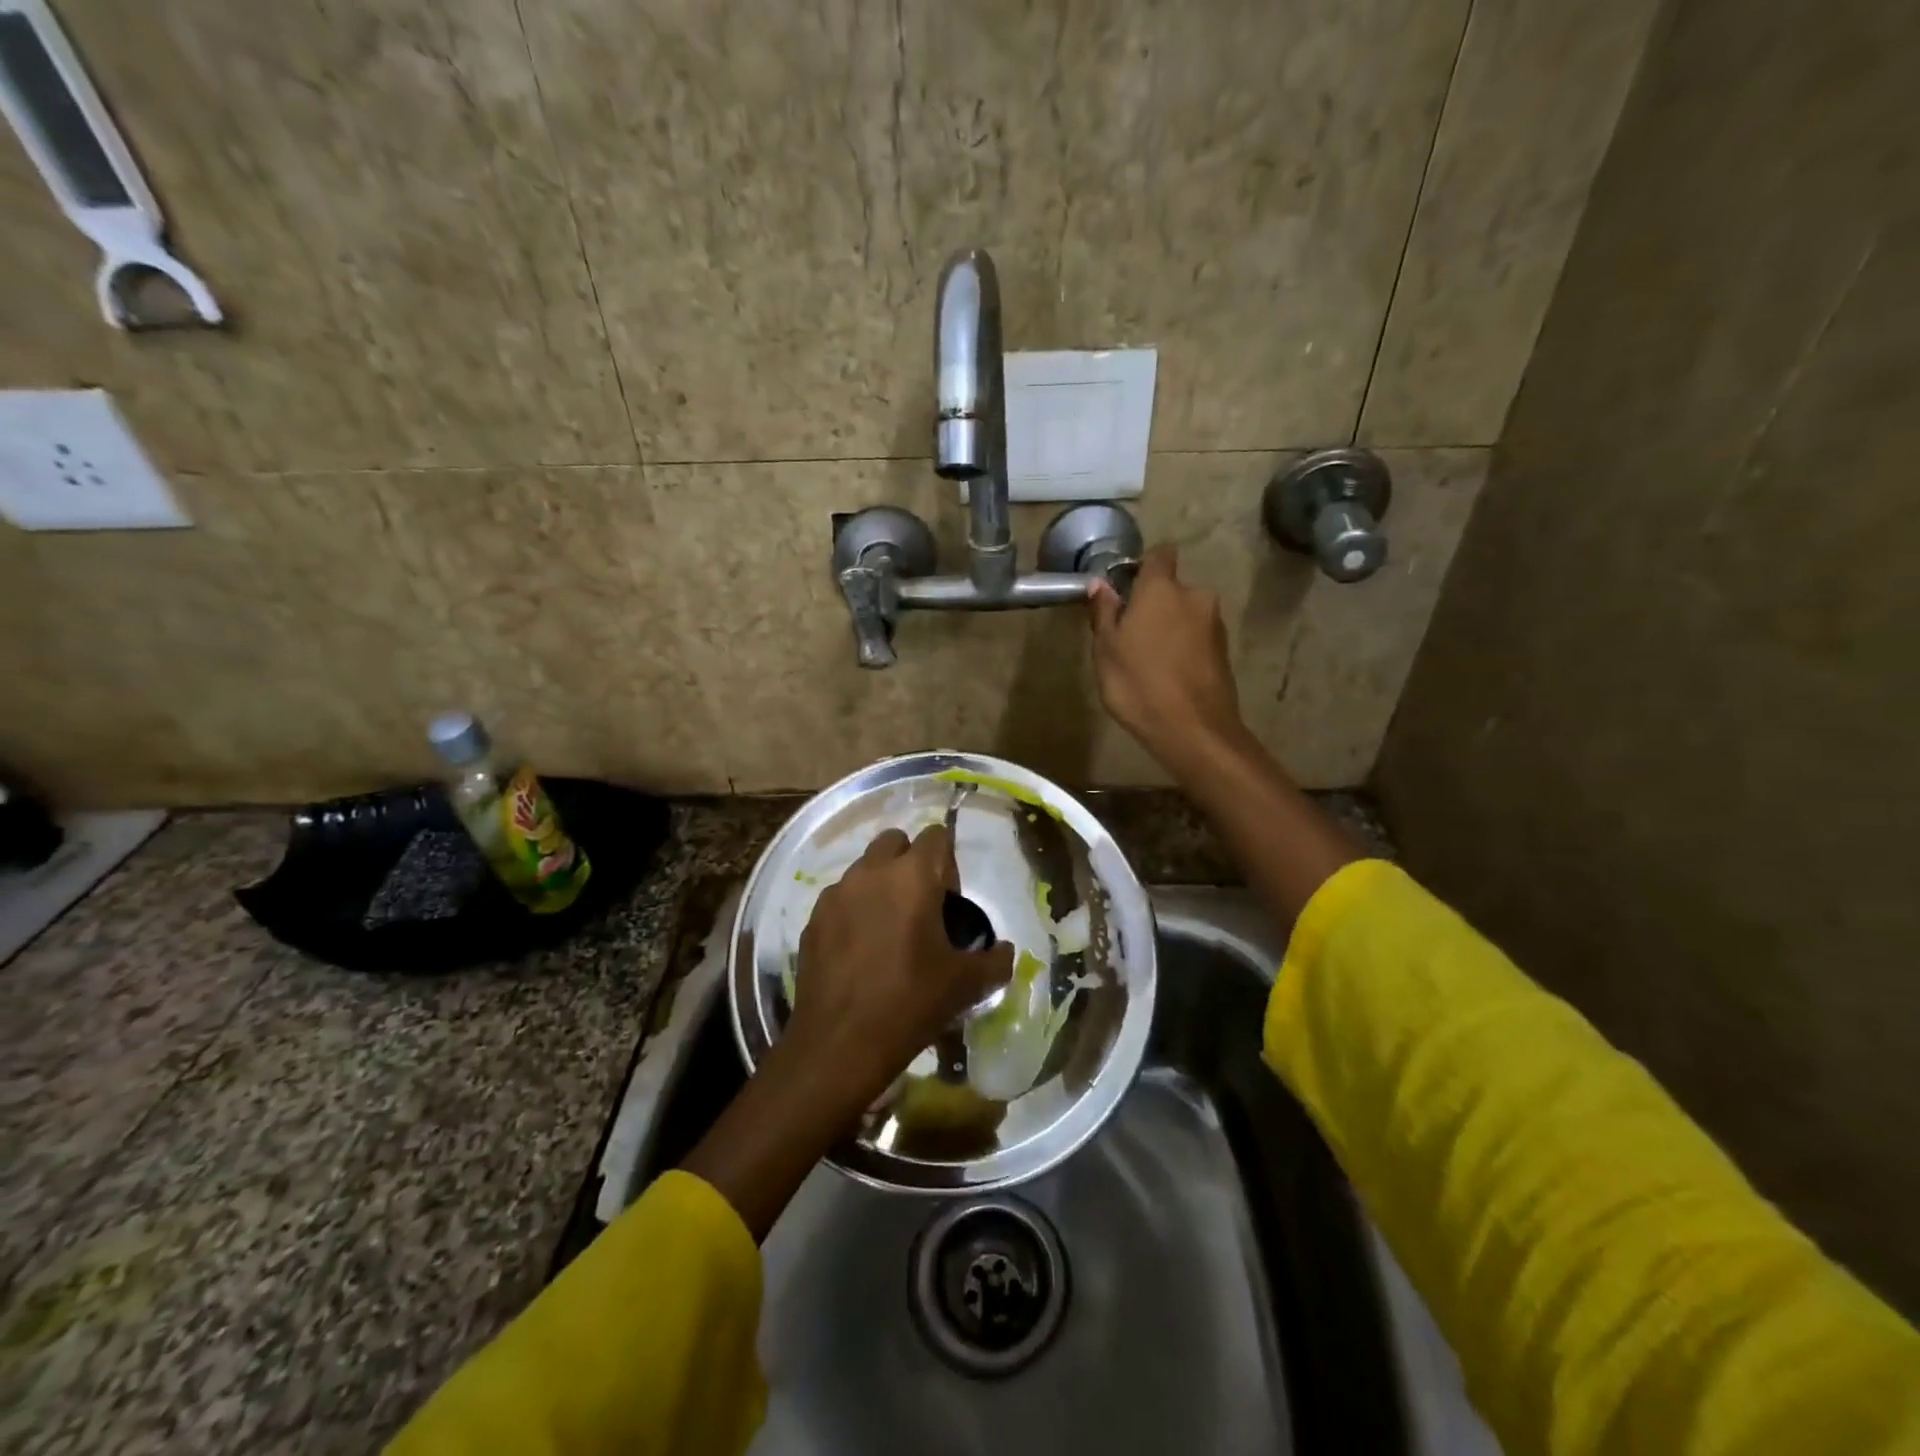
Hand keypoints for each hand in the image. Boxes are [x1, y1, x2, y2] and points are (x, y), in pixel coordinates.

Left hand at [784, 825, 1013, 1114]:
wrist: (840, 1044)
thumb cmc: (910, 1003)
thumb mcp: (967, 984)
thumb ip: (995, 959)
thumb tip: (1004, 950)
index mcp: (912, 876)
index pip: (936, 835)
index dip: (948, 862)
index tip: (949, 901)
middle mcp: (871, 872)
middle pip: (895, 842)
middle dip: (910, 862)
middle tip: (920, 907)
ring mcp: (836, 894)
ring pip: (864, 869)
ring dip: (880, 885)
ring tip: (888, 931)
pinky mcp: (813, 919)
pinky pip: (840, 899)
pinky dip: (854, 911)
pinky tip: (860, 952)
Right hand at [1089, 545, 1247, 770]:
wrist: (1193, 730)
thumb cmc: (1139, 683)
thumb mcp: (1106, 649)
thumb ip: (1105, 612)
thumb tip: (1101, 584)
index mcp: (1162, 588)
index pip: (1159, 554)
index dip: (1142, 567)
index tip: (1125, 589)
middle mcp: (1195, 596)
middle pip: (1172, 589)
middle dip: (1154, 605)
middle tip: (1130, 636)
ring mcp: (1215, 624)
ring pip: (1185, 615)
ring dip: (1169, 628)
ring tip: (1148, 661)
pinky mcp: (1224, 651)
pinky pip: (1197, 638)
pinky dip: (1183, 648)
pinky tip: (1168, 676)